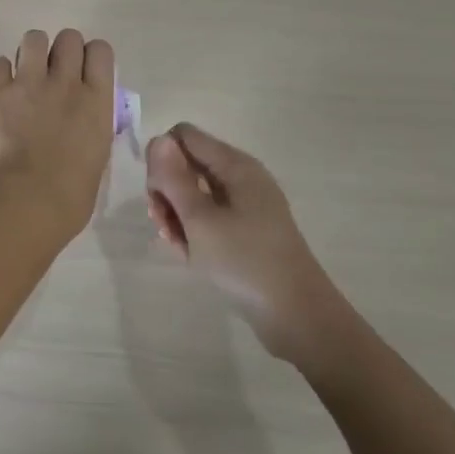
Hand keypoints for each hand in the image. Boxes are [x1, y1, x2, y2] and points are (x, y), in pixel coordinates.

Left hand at [0, 29, 116, 235]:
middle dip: (61, 51)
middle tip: (53, 75)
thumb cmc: (72, 194)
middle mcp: (66, 82)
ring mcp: (30, 83)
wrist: (28, 201)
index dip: (90, 57)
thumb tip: (82, 120)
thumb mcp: (98, 155)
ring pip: (34, 38)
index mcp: (97, 100)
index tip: (83, 73)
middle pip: (68, 37)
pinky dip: (0, 73)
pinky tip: (2, 92)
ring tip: (26, 76)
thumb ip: (92, 126)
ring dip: (31, 53)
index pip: (100, 51)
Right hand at [146, 124, 349, 368]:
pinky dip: (193, 230)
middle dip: (167, 191)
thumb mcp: (199, 220)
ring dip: (176, 214)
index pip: (185, 136)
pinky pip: (209, 218)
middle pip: (187, 164)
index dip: (162, 159)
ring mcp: (245, 206)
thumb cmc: (245, 262)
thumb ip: (174, 178)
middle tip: (161, 223)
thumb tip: (158, 139)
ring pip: (195, 194)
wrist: (297, 318)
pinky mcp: (246, 231)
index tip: (157, 194)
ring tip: (174, 244)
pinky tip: (187, 254)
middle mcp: (241, 178)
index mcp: (235, 166)